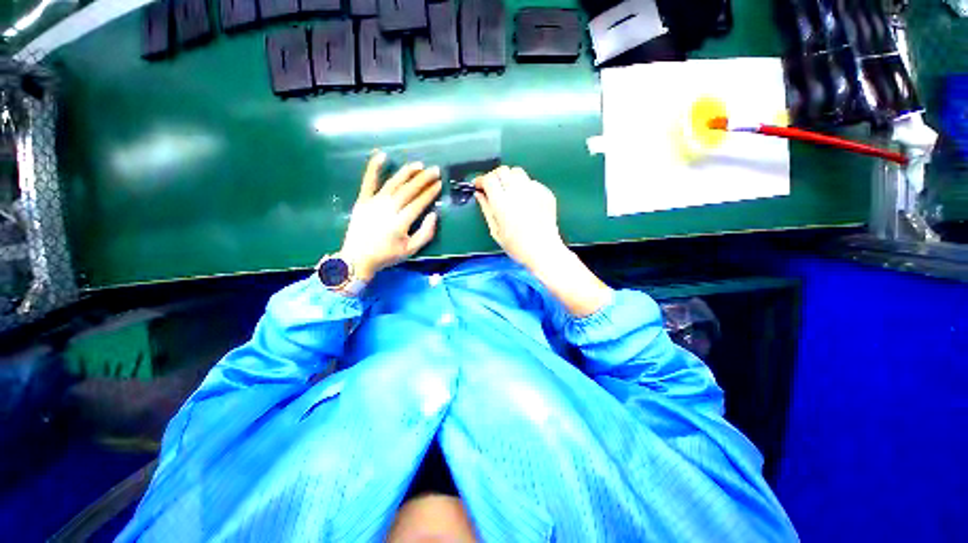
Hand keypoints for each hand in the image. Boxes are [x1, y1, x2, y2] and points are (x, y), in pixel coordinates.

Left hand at [339, 152, 441, 281]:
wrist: (357, 258)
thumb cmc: (387, 255)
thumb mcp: (411, 250)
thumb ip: (426, 233)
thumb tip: (434, 214)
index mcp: (400, 222)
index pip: (419, 203)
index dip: (430, 192)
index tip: (439, 184)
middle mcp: (388, 209)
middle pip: (408, 190)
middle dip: (423, 179)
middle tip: (435, 170)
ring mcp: (374, 203)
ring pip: (393, 183)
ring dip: (407, 172)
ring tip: (419, 165)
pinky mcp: (362, 200)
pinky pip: (368, 181)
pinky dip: (374, 167)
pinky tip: (382, 156)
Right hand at [474, 166, 567, 272]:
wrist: (543, 251)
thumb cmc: (518, 246)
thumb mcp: (496, 231)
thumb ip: (486, 209)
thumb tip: (479, 195)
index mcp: (502, 203)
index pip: (489, 179)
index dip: (481, 180)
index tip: (478, 185)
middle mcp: (518, 192)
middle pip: (503, 170)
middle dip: (494, 177)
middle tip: (492, 188)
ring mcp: (534, 191)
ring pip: (517, 172)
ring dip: (509, 178)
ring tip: (508, 192)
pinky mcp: (545, 193)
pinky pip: (531, 182)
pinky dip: (524, 186)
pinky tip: (524, 200)